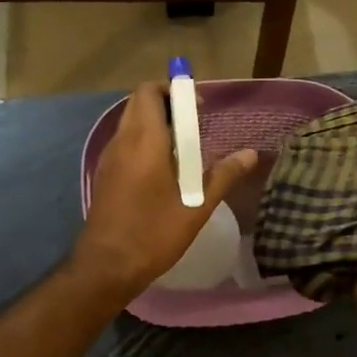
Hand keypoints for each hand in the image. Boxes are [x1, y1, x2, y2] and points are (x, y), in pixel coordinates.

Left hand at [74, 81, 257, 299]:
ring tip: (183, 145)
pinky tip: (163, 166)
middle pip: (139, 101)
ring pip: (130, 120)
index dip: (174, 89)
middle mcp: (122, 141)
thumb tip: (250, 154)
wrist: (107, 266)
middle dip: (166, 102)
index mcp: (144, 141)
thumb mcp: (197, 207)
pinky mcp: (105, 172)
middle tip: (194, 122)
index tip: (198, 106)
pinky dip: (143, 138)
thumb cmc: (154, 234)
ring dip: (154, 120)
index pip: (150, 92)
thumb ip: (223, 175)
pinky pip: (124, 140)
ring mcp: (109, 157)